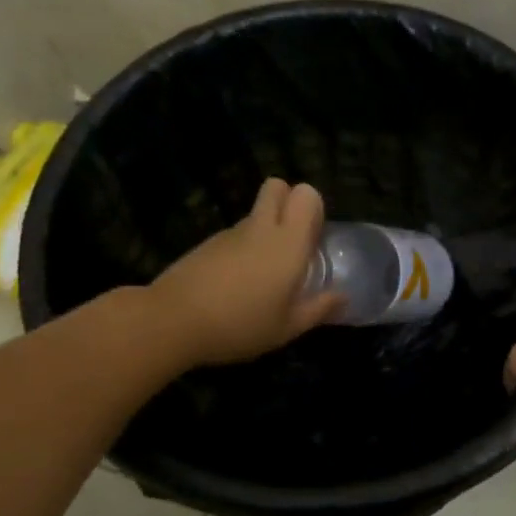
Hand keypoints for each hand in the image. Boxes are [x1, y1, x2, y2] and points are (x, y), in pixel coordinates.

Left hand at [149, 179, 342, 366]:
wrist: (171, 321)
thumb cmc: (240, 325)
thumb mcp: (286, 328)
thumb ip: (318, 309)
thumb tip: (343, 297)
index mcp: (288, 243)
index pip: (307, 194)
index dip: (313, 208)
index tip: (313, 237)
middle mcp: (261, 228)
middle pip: (277, 187)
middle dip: (287, 201)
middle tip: (291, 241)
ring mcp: (229, 233)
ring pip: (255, 214)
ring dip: (264, 229)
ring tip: (263, 274)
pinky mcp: (206, 244)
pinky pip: (234, 235)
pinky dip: (241, 248)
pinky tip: (235, 285)